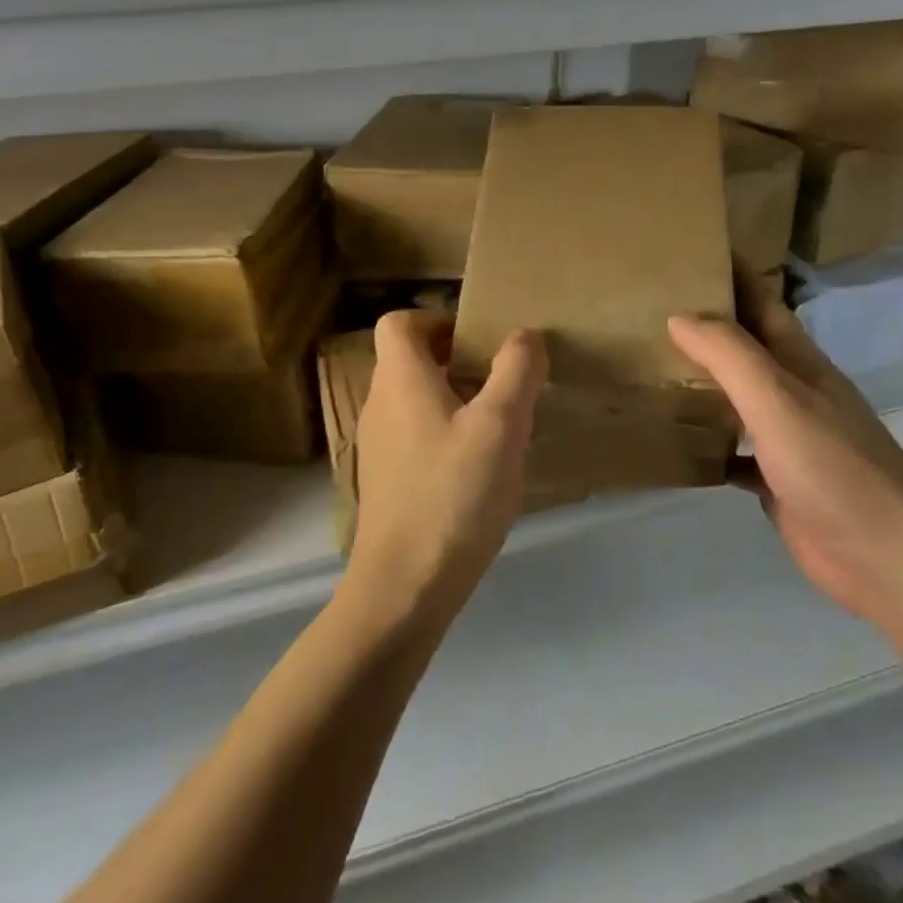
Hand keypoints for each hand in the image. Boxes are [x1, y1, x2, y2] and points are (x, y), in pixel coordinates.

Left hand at [348, 310, 547, 626]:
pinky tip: (478, 463)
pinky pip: (414, 433)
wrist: (405, 584)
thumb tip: (525, 334)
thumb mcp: (500, 426)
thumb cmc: (453, 494)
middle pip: (408, 359)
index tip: (478, 337)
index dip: (436, 318)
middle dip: (455, 357)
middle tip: (500, 376)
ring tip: (498, 419)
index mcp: (400, 380)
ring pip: (413, 398)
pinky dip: (444, 430)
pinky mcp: (386, 478)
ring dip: (453, 395)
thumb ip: (516, 371)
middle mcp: (379, 404)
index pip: (398, 322)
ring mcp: (378, 444)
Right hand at [667, 277, 902, 617]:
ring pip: (739, 397)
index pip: (763, 304)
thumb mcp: (778, 399)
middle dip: (708, 326)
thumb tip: (680, 315)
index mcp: (799, 362)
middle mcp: (794, 392)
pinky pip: (737, 451)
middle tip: (652, 310)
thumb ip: (730, 355)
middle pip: (747, 348)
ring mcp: (788, 437)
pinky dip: (711, 443)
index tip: (692, 251)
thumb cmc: (832, 466)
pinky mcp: (778, 480)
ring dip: (706, 383)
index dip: (733, 275)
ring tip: (655, 369)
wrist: (884, 553)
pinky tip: (681, 445)